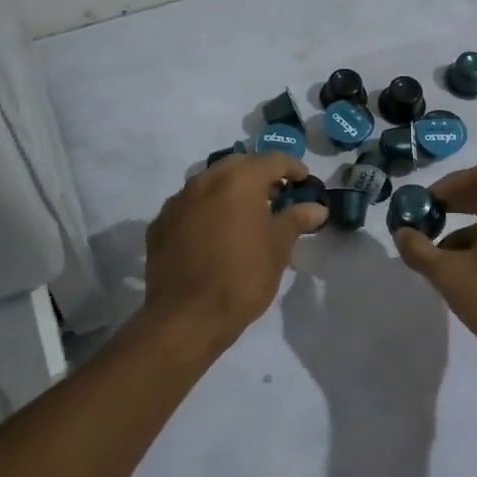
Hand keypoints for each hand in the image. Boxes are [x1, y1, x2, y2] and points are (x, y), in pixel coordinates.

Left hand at [140, 152, 326, 352]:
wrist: (187, 317)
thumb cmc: (242, 277)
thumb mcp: (278, 248)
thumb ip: (296, 219)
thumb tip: (316, 208)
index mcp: (238, 180)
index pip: (272, 160)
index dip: (293, 168)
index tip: (304, 182)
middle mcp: (205, 180)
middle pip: (239, 165)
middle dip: (259, 176)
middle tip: (276, 196)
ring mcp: (177, 201)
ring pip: (210, 183)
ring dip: (230, 191)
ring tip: (245, 215)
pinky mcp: (160, 223)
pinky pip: (189, 206)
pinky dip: (206, 211)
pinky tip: (214, 234)